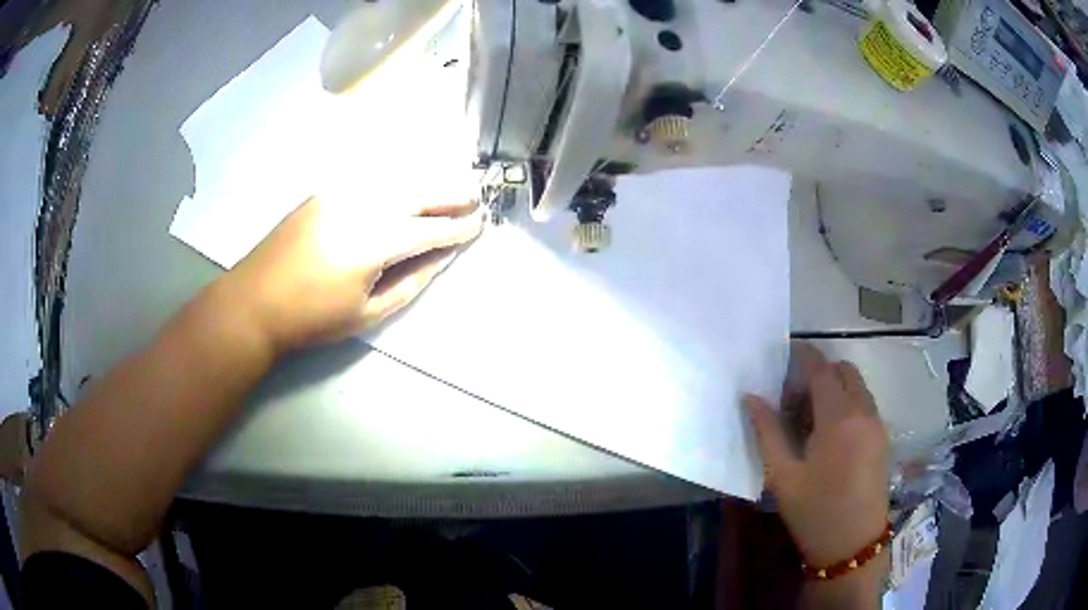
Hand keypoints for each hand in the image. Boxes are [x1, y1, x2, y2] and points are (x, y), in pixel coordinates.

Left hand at [224, 195, 481, 353]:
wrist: (255, 301)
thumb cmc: (312, 317)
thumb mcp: (367, 313)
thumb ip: (409, 282)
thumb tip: (440, 259)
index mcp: (374, 242)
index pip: (427, 230)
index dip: (456, 229)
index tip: (480, 225)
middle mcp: (361, 207)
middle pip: (416, 194)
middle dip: (450, 194)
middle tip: (476, 195)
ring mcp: (340, 194)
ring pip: (395, 180)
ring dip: (426, 183)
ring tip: (449, 187)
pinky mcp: (324, 192)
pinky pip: (371, 180)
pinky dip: (396, 180)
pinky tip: (407, 185)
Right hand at [744, 343, 888, 567]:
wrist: (853, 544)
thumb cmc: (814, 512)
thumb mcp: (783, 476)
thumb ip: (767, 431)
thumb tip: (750, 397)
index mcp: (839, 418)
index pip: (821, 369)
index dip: (803, 354)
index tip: (785, 350)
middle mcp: (864, 411)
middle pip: (844, 370)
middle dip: (820, 371)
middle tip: (794, 395)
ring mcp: (878, 423)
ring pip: (857, 385)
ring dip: (835, 386)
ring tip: (810, 417)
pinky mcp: (883, 437)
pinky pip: (865, 403)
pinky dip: (848, 401)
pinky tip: (830, 432)